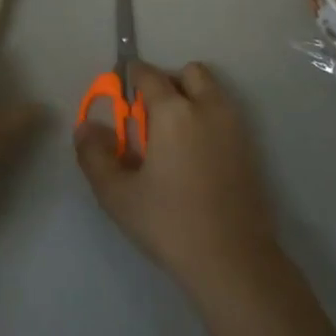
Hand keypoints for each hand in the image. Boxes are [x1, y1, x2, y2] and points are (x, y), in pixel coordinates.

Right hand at [75, 62, 280, 296]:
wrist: (234, 262)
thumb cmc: (170, 224)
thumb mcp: (118, 195)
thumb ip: (94, 155)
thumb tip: (85, 127)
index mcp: (173, 111)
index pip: (149, 74)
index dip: (131, 78)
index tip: (121, 97)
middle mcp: (207, 107)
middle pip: (189, 73)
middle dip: (168, 83)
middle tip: (151, 118)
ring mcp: (234, 126)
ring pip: (212, 91)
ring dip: (192, 98)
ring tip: (173, 138)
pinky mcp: (250, 148)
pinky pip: (225, 116)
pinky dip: (209, 120)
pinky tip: (195, 157)